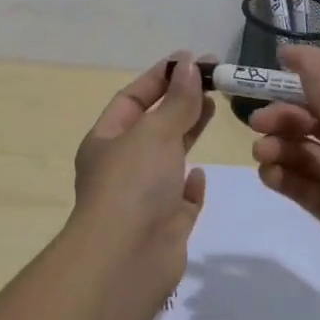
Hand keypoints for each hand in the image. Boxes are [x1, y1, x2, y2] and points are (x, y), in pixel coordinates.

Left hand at [73, 52, 214, 263]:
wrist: (127, 259)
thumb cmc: (133, 184)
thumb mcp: (155, 131)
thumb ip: (177, 100)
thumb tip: (189, 64)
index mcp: (105, 141)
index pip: (132, 97)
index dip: (160, 77)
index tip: (192, 60)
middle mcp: (121, 167)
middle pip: (153, 125)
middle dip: (179, 101)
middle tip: (213, 80)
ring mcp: (143, 198)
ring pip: (168, 159)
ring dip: (188, 134)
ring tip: (214, 109)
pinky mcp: (165, 226)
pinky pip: (179, 199)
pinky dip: (190, 185)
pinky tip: (201, 175)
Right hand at [249, 46, 319, 319]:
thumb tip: (308, 64)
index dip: (317, 68)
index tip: (280, 58)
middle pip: (319, 116)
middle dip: (289, 113)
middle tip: (260, 120)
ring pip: (306, 150)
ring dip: (282, 145)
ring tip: (262, 151)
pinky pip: (302, 185)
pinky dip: (283, 176)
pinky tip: (269, 174)